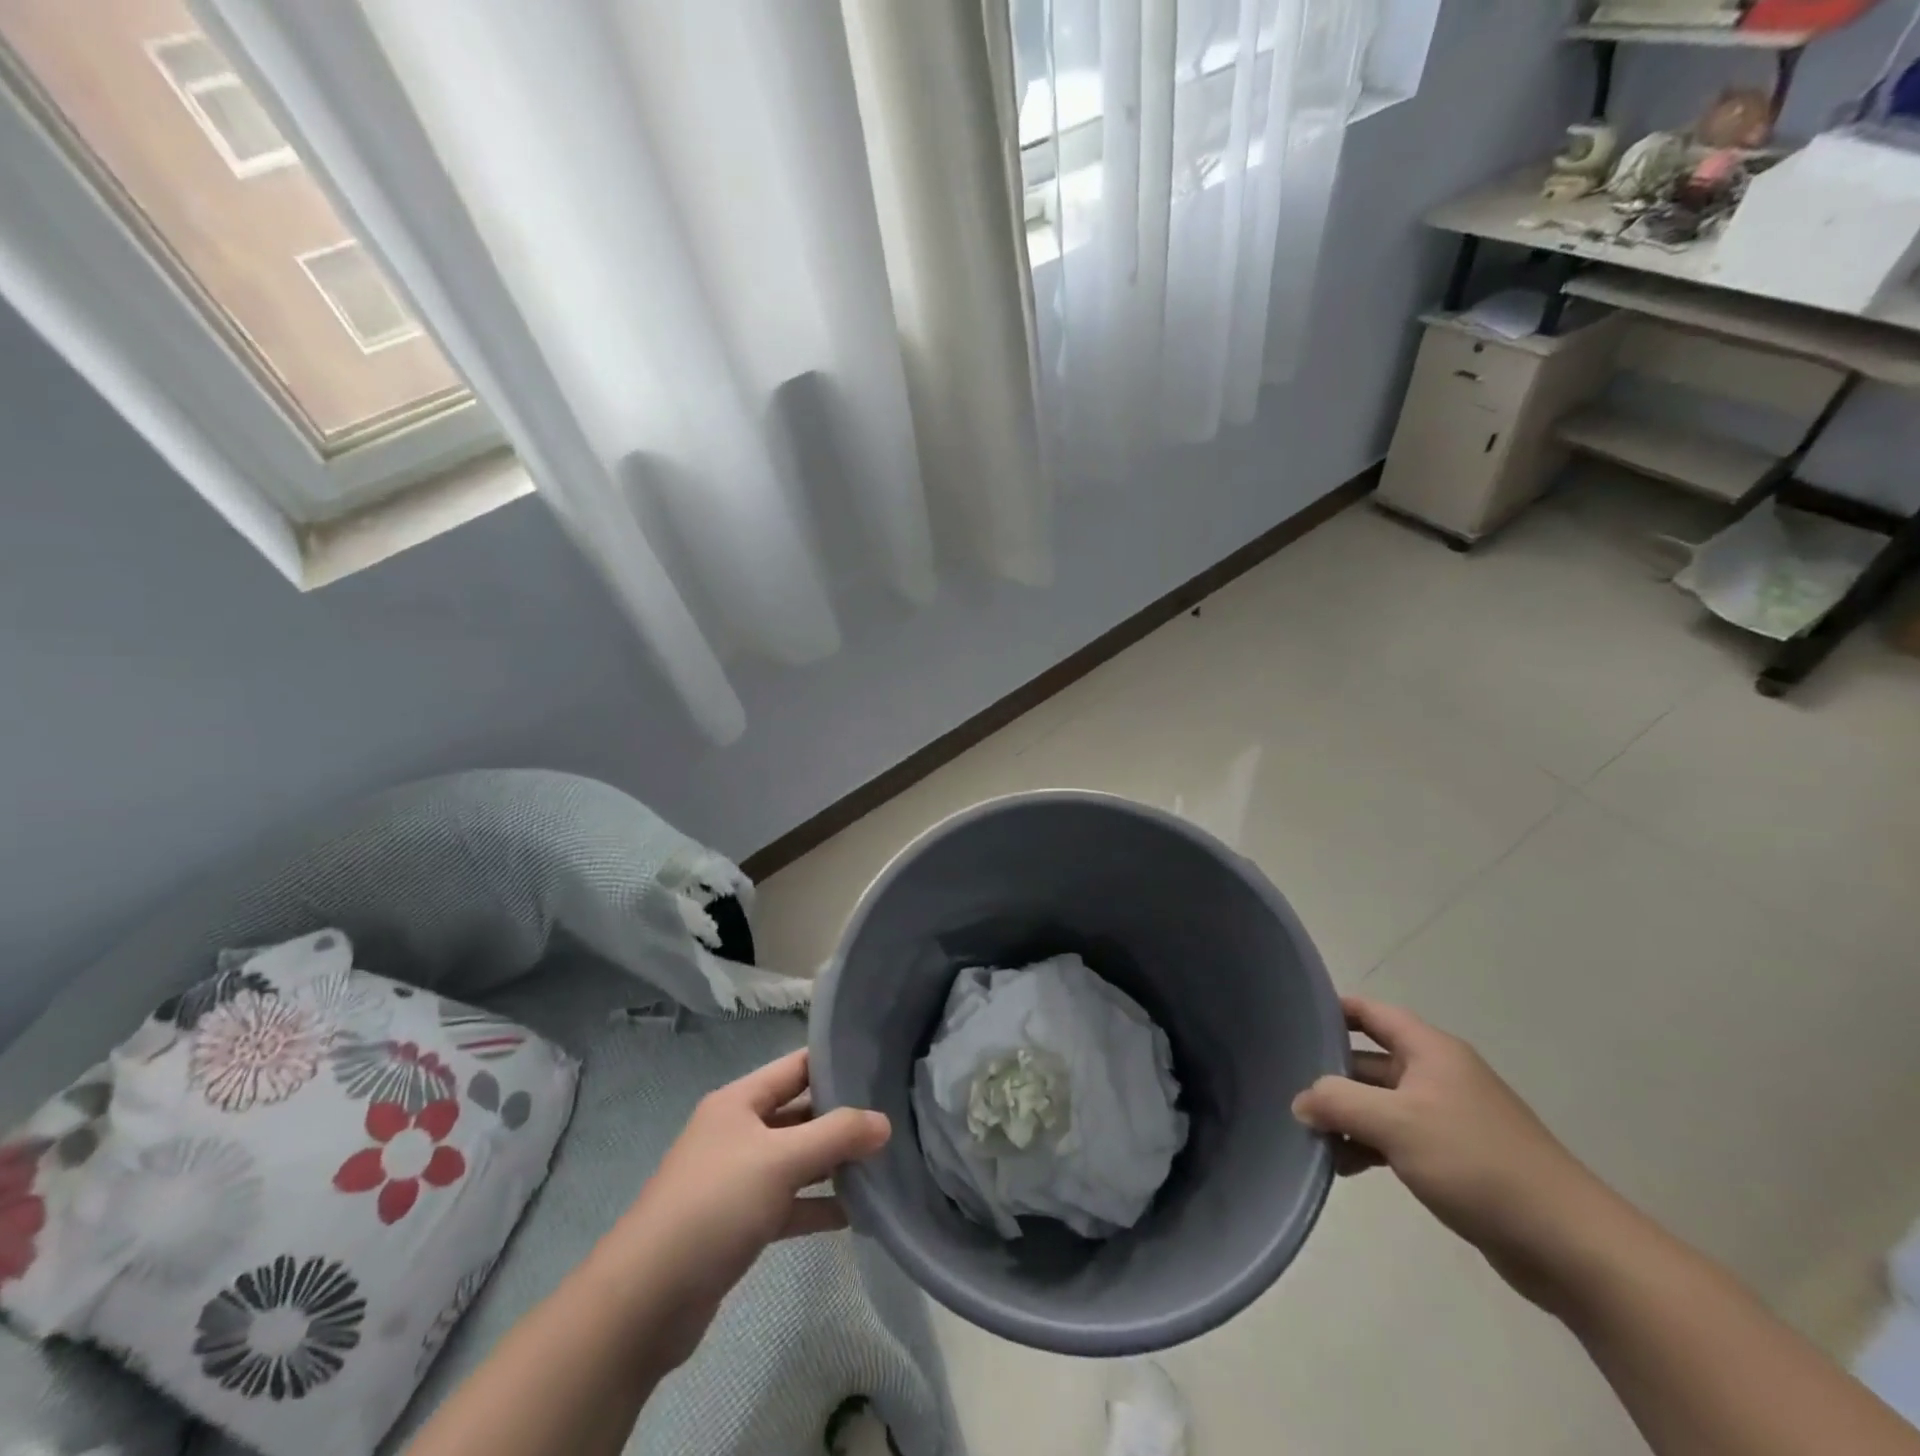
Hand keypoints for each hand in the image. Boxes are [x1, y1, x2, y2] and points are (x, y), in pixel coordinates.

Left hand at [609, 1050, 889, 1366]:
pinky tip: (856, 1214)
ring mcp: (737, 1179)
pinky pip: (788, 1203)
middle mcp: (738, 1132)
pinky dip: (817, 1206)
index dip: (836, 1062)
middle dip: (842, 1118)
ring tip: (883, 1165)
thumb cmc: (714, 1206)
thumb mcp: (781, 1160)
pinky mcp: (739, 1223)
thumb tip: (885, 1122)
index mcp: (739, 1101)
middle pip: (799, 1113)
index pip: (796, 1067)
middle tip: (893, 1119)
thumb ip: (836, 1136)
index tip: (881, 1065)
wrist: (645, 1300)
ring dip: (833, 1164)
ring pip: (796, 1160)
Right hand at [1292, 996, 1614, 1310]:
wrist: (1569, 1244)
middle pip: (1369, 1060)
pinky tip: (1343, 1166)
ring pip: (1380, 1103)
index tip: (1291, 1021)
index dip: (1332, 1010)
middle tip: (1286, 1091)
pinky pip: (1397, 1138)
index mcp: (1430, 1050)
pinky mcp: (1455, 1158)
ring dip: (1346, 1117)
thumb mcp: (1395, 1124)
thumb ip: (1338, 1102)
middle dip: (1330, 1076)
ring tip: (1310, 1138)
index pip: (1370, 1013)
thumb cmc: (1476, 1162)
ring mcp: (1447, 1117)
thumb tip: (1301, 1102)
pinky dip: (1368, 1145)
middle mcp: (1438, 1074)